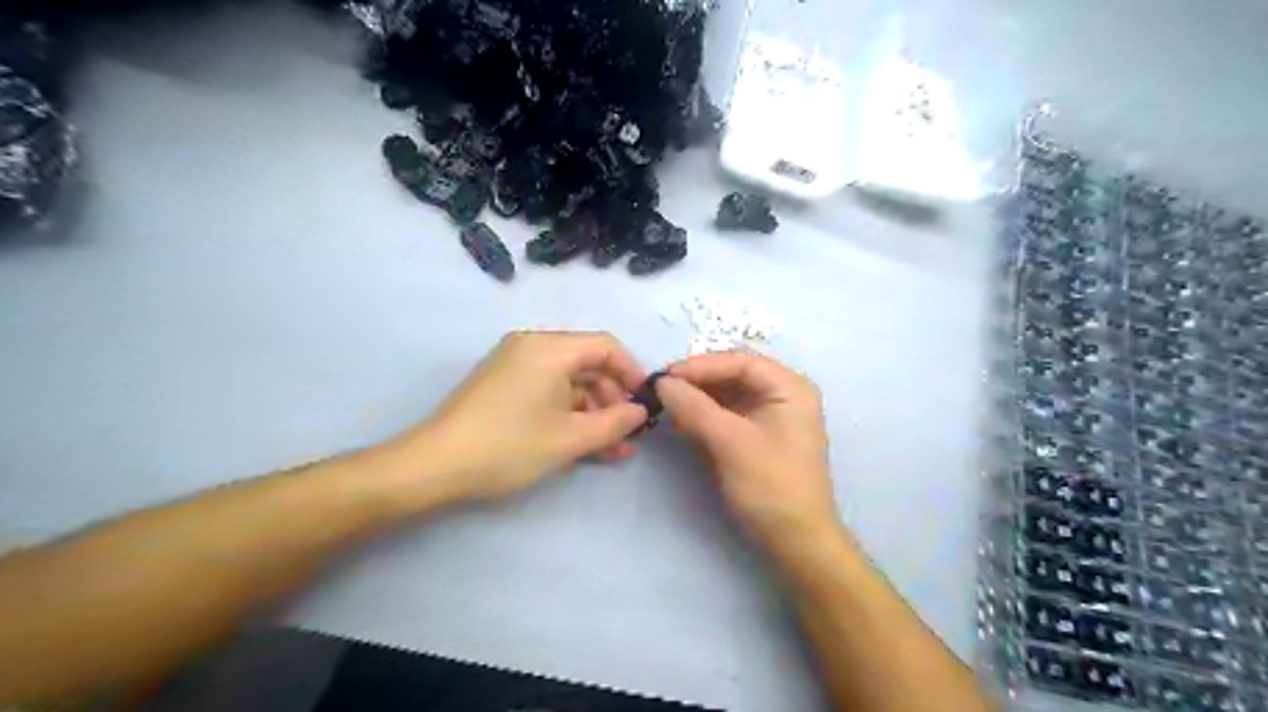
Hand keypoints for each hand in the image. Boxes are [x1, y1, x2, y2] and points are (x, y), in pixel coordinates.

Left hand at [401, 332, 646, 502]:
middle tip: (629, 433)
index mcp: (549, 348)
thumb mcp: (571, 438)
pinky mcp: (504, 387)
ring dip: (593, 414)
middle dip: (613, 400)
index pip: (605, 346)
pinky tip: (584, 445)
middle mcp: (533, 347)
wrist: (435, 466)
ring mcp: (515, 367)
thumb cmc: (509, 446)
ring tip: (613, 449)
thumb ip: (615, 422)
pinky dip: (568, 415)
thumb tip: (640, 412)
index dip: (632, 372)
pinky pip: (548, 393)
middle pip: (587, 365)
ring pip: (569, 384)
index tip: (645, 403)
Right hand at [652, 353, 839, 558]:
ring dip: (698, 399)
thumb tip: (661, 382)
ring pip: (727, 396)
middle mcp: (782, 395)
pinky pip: (727, 416)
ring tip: (666, 405)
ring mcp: (770, 417)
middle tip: (661, 389)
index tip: (666, 375)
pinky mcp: (758, 437)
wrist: (796, 541)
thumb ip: (694, 407)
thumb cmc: (771, 486)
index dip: (701, 365)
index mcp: (789, 388)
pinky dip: (704, 417)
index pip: (740, 362)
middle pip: (733, 376)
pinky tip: (681, 421)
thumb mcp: (730, 441)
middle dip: (697, 382)